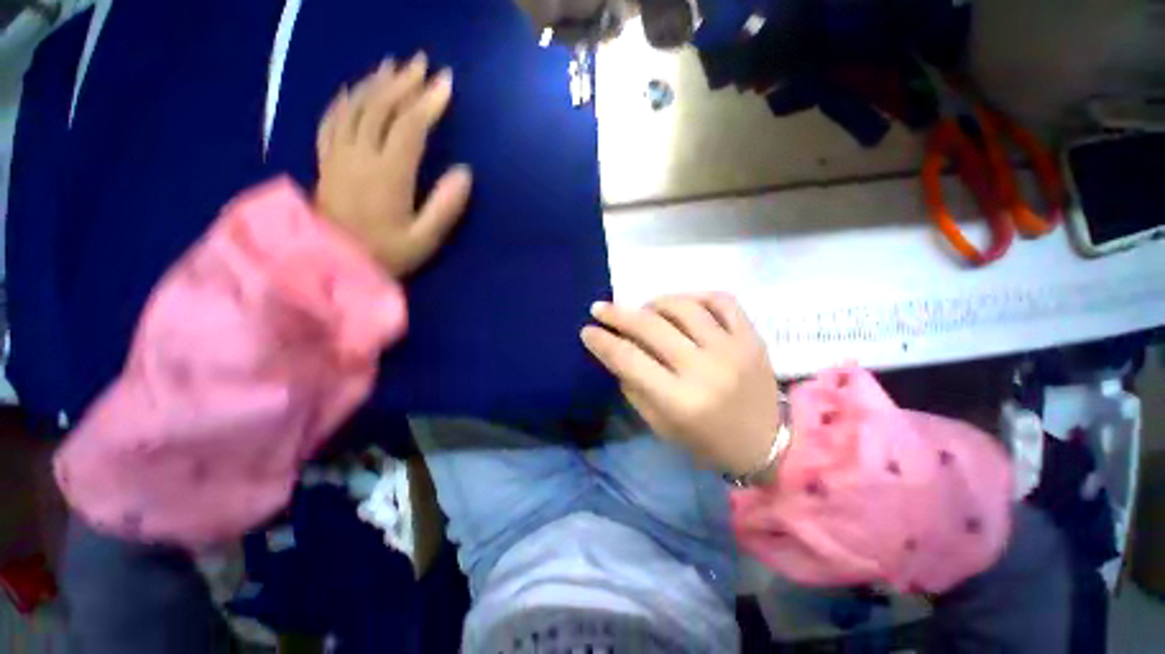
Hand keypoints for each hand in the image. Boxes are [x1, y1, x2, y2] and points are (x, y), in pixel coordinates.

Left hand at [315, 53, 472, 276]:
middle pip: (380, 107)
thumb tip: (464, 173)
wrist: (332, 266)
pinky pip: (332, 120)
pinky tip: (353, 90)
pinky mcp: (326, 162)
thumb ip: (445, 207)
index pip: (410, 127)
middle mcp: (360, 156)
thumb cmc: (386, 256)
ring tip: (392, 67)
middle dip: (403, 82)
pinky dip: (344, 100)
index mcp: (389, 175)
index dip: (429, 103)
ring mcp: (338, 156)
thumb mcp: (424, 240)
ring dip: (375, 84)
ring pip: (355, 107)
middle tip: (421, 64)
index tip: (445, 83)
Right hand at [581, 294, 780, 476]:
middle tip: (600, 308)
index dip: (603, 342)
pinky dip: (696, 296)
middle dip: (618, 314)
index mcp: (679, 400)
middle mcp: (704, 369)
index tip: (587, 331)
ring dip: (655, 303)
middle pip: (651, 326)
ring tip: (645, 311)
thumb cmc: (706, 441)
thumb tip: (616, 350)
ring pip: (684, 306)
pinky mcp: (752, 336)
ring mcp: (732, 348)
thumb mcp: (660, 425)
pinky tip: (684, 305)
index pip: (629, 359)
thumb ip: (634, 386)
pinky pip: (722, 300)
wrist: (767, 442)